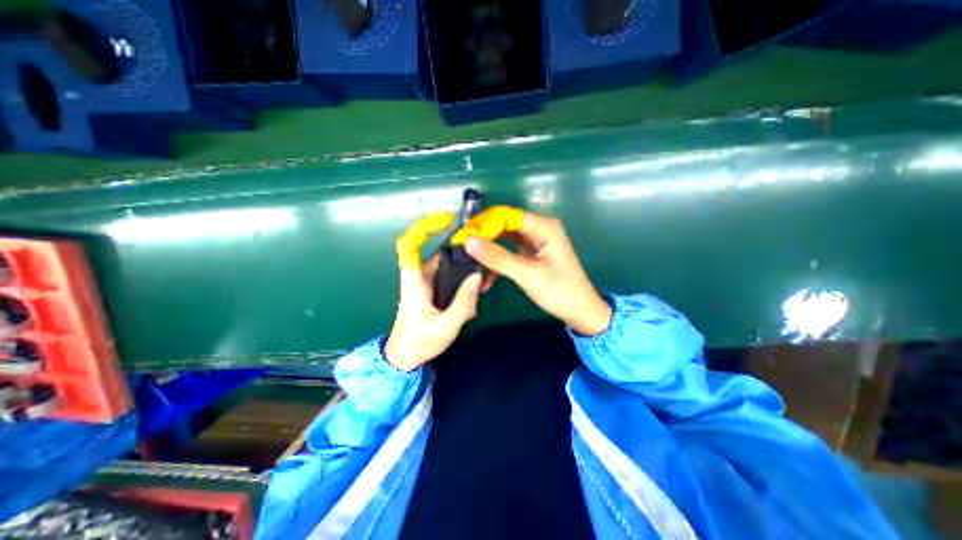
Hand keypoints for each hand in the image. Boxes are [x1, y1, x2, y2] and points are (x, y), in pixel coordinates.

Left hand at [384, 214, 484, 373]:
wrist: (404, 357)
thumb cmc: (420, 342)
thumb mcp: (446, 326)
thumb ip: (463, 302)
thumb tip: (477, 276)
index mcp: (415, 280)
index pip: (412, 245)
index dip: (426, 228)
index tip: (447, 220)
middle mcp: (418, 276)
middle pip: (442, 254)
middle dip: (464, 256)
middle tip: (484, 266)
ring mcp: (425, 283)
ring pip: (448, 266)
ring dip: (465, 272)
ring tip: (482, 285)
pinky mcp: (431, 290)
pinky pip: (449, 278)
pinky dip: (462, 282)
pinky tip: (474, 294)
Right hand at [453, 208, 607, 335]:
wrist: (581, 312)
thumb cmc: (559, 292)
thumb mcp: (527, 274)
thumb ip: (498, 257)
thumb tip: (468, 241)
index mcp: (543, 226)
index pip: (506, 215)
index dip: (484, 224)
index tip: (462, 237)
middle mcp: (539, 228)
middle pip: (504, 226)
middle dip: (484, 238)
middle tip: (462, 250)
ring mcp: (535, 241)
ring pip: (505, 239)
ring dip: (489, 252)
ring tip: (470, 264)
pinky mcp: (531, 254)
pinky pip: (509, 252)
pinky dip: (498, 262)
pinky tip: (486, 279)